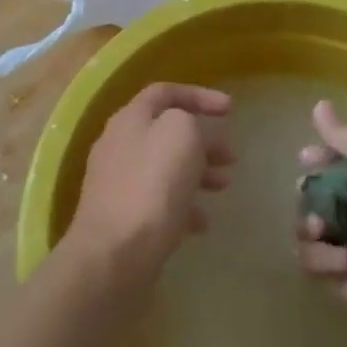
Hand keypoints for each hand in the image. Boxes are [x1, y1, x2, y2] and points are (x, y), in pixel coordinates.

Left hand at [65, 83, 233, 282]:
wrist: (114, 254)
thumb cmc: (152, 185)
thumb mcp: (182, 135)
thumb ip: (193, 122)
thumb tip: (194, 135)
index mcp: (130, 118)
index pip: (166, 92)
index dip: (200, 95)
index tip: (230, 109)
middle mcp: (120, 145)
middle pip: (167, 131)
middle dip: (204, 140)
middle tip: (231, 157)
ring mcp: (118, 182)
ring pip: (165, 167)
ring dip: (198, 172)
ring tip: (224, 186)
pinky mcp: (123, 217)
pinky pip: (159, 201)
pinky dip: (183, 205)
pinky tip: (201, 223)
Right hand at [294, 100, 346, 327]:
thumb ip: (345, 133)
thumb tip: (319, 105)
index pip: (346, 164)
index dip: (323, 159)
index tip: (305, 158)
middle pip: (324, 198)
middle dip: (309, 194)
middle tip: (305, 193)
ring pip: (314, 232)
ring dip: (309, 226)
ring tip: (321, 228)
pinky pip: (318, 267)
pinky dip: (322, 260)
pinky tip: (342, 260)